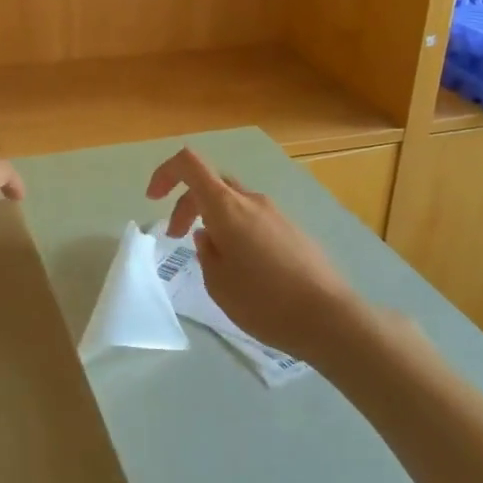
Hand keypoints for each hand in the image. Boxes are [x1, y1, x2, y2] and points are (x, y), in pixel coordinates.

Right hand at [145, 147, 368, 365]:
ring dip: (213, 218)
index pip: (189, 164)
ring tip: (212, 256)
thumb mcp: (218, 283)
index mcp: (226, 207)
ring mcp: (275, 213)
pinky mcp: (292, 230)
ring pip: (234, 201)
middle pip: (211, 183)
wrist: (330, 318)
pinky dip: (236, 229)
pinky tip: (243, 266)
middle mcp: (251, 200)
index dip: (165, 173)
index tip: (153, 200)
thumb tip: (209, 236)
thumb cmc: (264, 302)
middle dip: (186, 204)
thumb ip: (206, 253)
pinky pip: (254, 218)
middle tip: (177, 237)